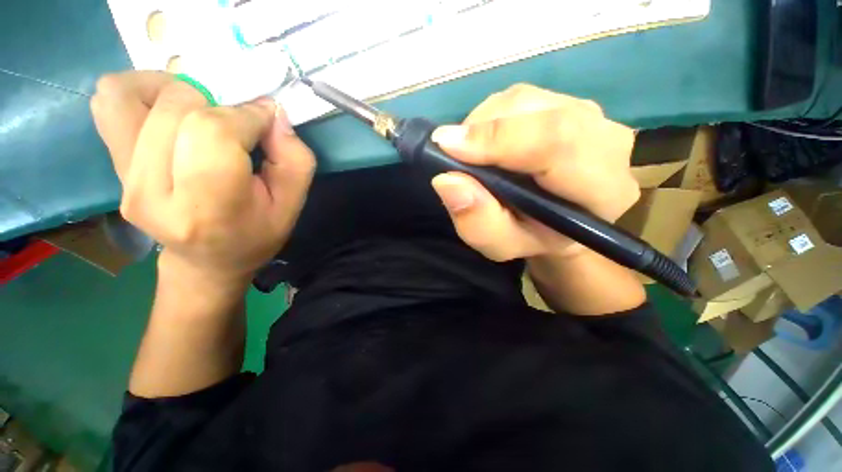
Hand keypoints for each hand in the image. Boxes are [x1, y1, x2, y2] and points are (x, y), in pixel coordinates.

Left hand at [90, 71, 315, 285]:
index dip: (246, 115)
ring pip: (131, 93)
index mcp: (206, 208)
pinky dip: (140, 91)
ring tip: (201, 113)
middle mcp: (151, 191)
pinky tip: (169, 112)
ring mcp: (123, 176)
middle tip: (237, 126)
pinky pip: (110, 102)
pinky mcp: (111, 164)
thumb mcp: (292, 205)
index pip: (213, 132)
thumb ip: (295, 160)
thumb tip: (272, 114)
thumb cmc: (256, 235)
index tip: (265, 123)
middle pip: (175, 108)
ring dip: (176, 92)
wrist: (207, 262)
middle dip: (218, 105)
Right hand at [430, 83, 638, 262]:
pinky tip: (487, 143)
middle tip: (452, 152)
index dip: (497, 139)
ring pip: (524, 100)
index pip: (556, 143)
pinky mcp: (567, 103)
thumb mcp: (500, 245)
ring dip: (484, 125)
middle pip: (539, 113)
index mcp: (601, 188)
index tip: (447, 145)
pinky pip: (519, 98)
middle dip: (484, 130)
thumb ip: (478, 223)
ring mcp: (590, 116)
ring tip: (472, 155)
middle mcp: (606, 142)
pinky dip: (491, 118)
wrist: (554, 221)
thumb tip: (447, 180)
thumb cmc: (529, 237)